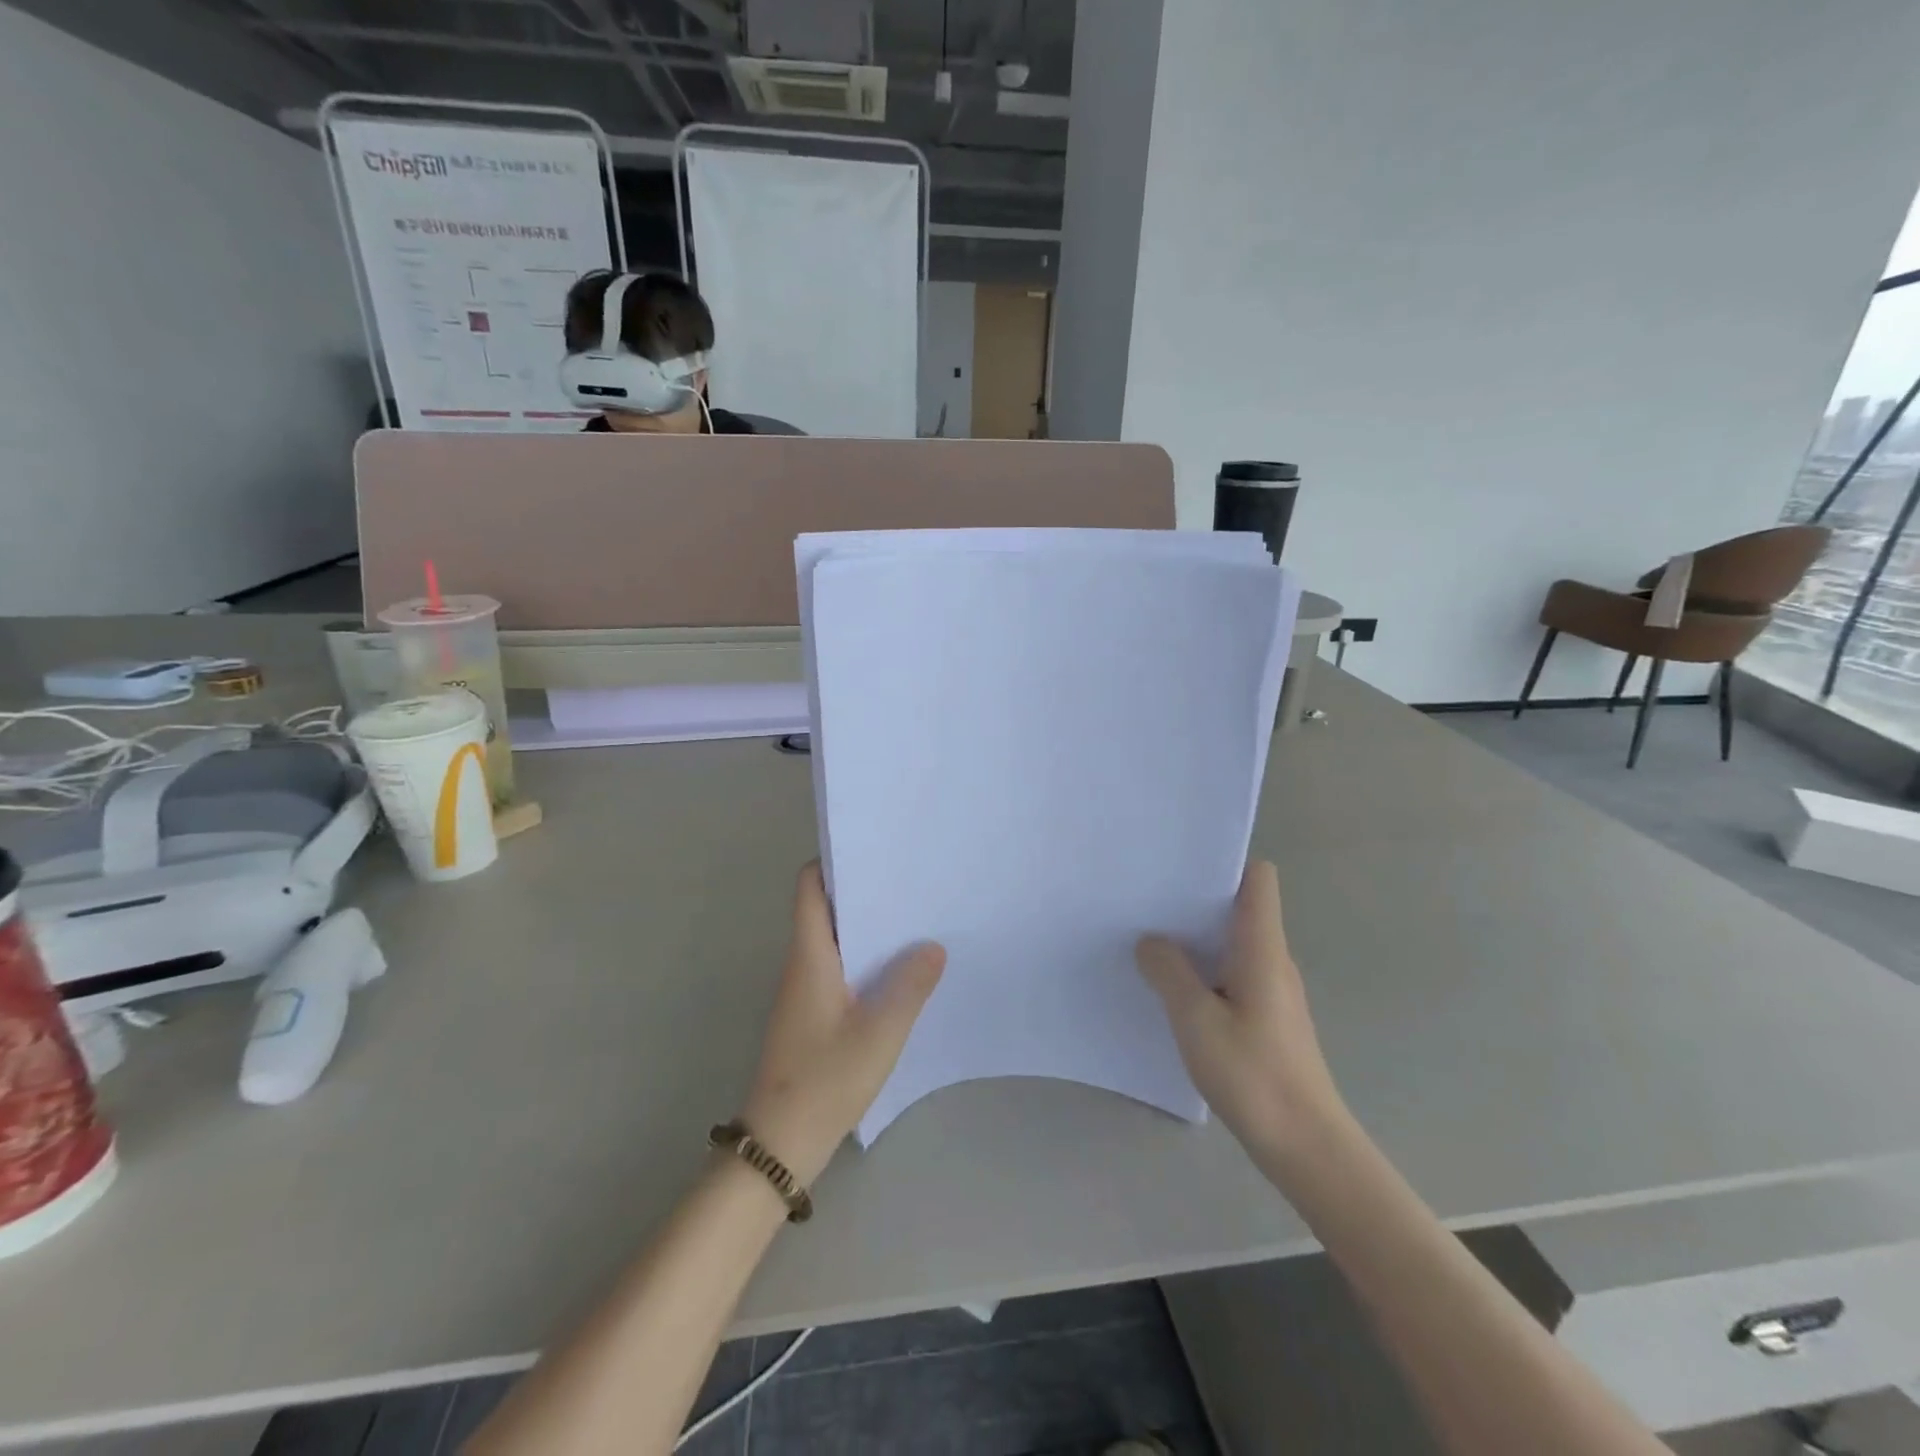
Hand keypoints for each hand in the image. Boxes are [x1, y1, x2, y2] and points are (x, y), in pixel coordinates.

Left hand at [741, 864, 945, 1184]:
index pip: (809, 888)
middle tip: (910, 881)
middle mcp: (802, 965)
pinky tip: (900, 970)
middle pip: (826, 908)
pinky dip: (865, 959)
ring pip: (835, 940)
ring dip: (867, 927)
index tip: (873, 850)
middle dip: (863, 891)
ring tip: (914, 918)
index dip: (833, 861)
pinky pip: (839, 969)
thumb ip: (909, 986)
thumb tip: (933, 946)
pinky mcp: (812, 1015)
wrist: (779, 1145)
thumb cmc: (824, 1080)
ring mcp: (805, 991)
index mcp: (810, 956)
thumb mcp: (879, 1033)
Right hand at [1136, 861, 1346, 1171]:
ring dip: (1197, 939)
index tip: (1180, 866)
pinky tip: (1172, 989)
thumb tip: (1150, 941)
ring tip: (1150, 939)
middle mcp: (1272, 960)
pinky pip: (1232, 975)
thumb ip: (1169, 972)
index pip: (1258, 879)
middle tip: (1147, 900)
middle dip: (1196, 900)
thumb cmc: (1253, 1074)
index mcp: (1262, 948)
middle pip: (1240, 907)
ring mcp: (1273, 990)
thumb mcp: (1195, 1019)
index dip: (1224, 863)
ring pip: (1233, 944)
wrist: (1306, 1146)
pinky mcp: (1267, 1018)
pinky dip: (1204, 971)